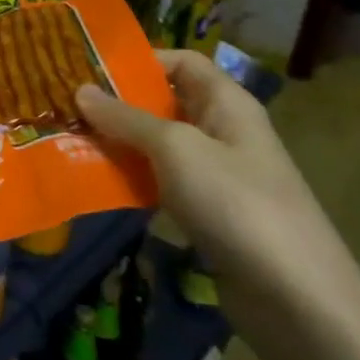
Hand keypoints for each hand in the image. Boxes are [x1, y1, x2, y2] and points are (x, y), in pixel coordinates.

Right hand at [75, 50, 359, 324]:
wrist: (296, 298)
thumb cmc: (236, 202)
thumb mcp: (175, 148)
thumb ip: (125, 118)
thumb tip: (80, 90)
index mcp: (227, 103)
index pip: (181, 61)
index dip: (138, 60)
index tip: (87, 69)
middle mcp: (222, 131)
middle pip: (164, 103)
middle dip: (116, 104)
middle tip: (63, 106)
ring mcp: (216, 175)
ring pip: (157, 146)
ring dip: (117, 144)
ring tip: (67, 142)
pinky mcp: (207, 213)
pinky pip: (161, 183)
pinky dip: (131, 180)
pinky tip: (96, 184)